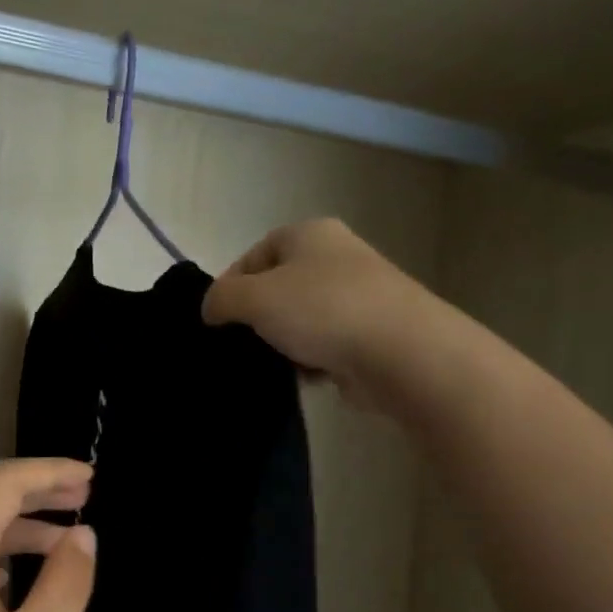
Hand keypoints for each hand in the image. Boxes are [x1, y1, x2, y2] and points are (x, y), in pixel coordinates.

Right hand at [202, 218, 443, 408]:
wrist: (402, 353)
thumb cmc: (322, 310)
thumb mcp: (253, 297)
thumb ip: (220, 298)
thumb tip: (210, 310)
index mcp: (309, 234)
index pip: (252, 256)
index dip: (229, 287)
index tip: (217, 321)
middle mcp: (335, 256)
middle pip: (276, 289)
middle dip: (256, 319)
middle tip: (242, 345)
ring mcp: (357, 295)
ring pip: (298, 320)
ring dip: (282, 344)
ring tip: (274, 365)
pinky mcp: (370, 332)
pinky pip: (324, 345)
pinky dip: (310, 361)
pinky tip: (304, 377)